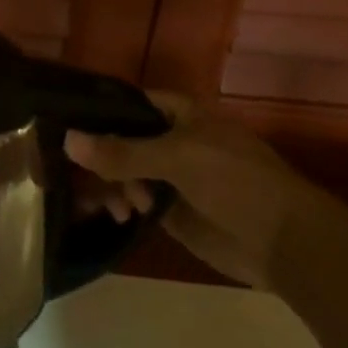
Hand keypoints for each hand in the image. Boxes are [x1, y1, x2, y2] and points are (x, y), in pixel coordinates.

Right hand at [65, 92, 342, 289]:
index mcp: (177, 113)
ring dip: (109, 185)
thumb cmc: (237, 182)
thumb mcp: (177, 158)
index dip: (94, 113)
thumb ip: (122, 151)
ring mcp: (169, 175)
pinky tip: (116, 215)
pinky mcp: (170, 209)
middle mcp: (169, 139)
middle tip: (77, 177)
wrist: (288, 244)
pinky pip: (133, 200)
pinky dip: (119, 204)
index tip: (59, 127)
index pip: (125, 103)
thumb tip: (67, 140)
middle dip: (97, 157)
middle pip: (118, 140)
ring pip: (121, 171)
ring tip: (116, 207)